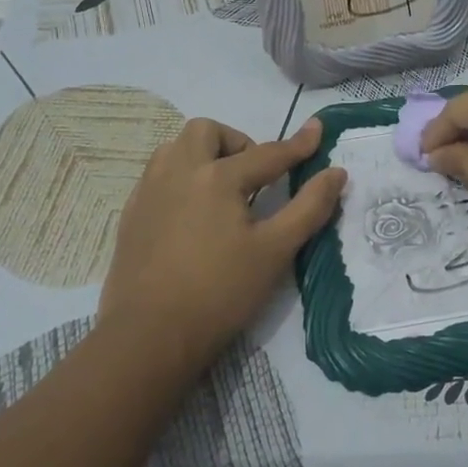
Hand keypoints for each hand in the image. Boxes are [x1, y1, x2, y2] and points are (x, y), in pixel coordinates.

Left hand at [97, 117, 345, 380]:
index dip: (298, 144)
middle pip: (207, 131)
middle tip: (254, 178)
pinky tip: (192, 214)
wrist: (149, 337)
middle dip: (236, 143)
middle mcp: (179, 172)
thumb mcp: (275, 251)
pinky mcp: (131, 215)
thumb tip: (336, 173)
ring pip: (176, 148)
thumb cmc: (220, 292)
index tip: (318, 129)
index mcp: (217, 177)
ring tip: (222, 192)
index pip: (267, 153)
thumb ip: (309, 207)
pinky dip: (181, 178)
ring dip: (204, 155)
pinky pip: (158, 176)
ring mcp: (148, 192)